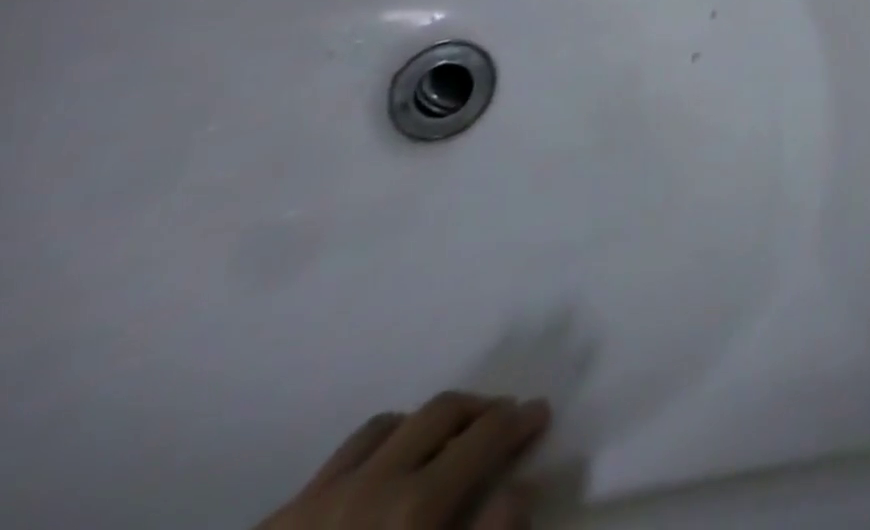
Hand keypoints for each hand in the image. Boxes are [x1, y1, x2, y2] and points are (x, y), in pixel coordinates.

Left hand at [254, 392, 549, 529]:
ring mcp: (316, 498)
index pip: (487, 434)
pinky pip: (339, 458)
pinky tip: (377, 477)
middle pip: (443, 410)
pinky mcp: (274, 520)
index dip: (519, 420)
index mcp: (415, 507)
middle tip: (500, 421)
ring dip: (426, 423)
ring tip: (441, 443)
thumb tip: (521, 486)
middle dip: (481, 408)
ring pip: (389, 424)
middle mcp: (371, 484)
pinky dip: (375, 450)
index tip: (538, 415)